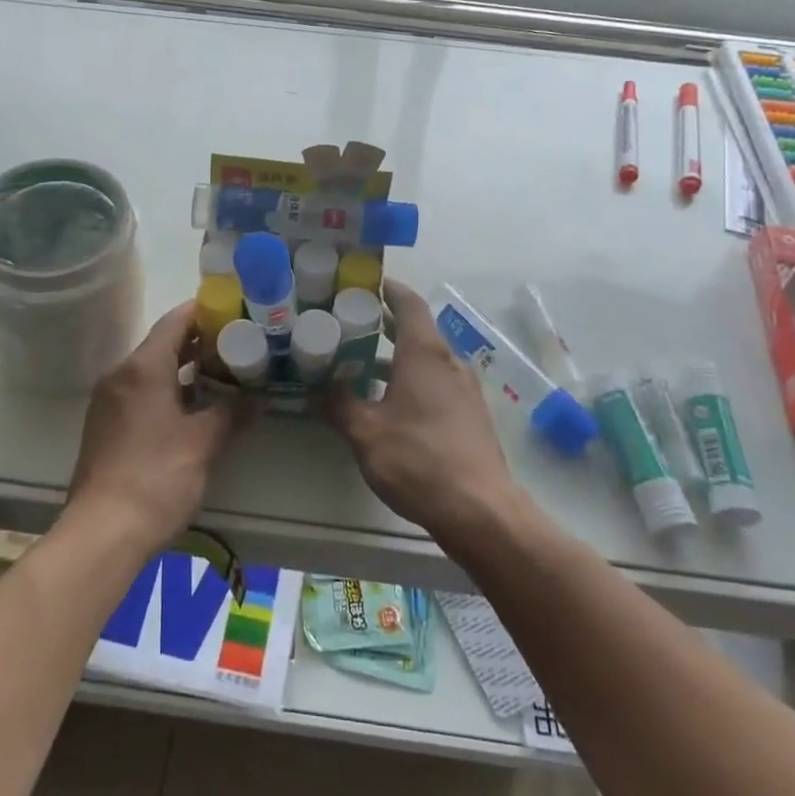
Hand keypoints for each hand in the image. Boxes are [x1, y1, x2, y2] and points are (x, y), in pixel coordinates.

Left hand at [66, 301, 244, 554]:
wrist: (102, 533)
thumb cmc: (156, 477)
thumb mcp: (202, 443)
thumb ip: (231, 413)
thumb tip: (257, 398)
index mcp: (143, 367)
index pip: (175, 321)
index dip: (204, 311)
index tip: (234, 309)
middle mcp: (121, 375)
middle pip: (163, 344)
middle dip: (199, 342)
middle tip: (237, 342)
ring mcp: (109, 402)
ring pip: (151, 370)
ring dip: (184, 369)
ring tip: (222, 373)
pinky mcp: (105, 427)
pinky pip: (140, 393)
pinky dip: (167, 390)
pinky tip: (193, 408)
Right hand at [321, 280, 519, 545]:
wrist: (480, 510)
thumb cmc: (418, 460)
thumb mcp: (366, 433)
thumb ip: (338, 406)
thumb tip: (314, 390)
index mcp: (425, 354)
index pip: (408, 303)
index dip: (388, 289)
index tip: (364, 284)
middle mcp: (449, 362)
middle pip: (418, 329)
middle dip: (385, 324)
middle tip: (350, 325)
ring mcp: (465, 389)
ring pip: (427, 358)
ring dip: (397, 356)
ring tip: (362, 364)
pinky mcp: (471, 414)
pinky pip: (438, 381)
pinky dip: (413, 379)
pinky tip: (391, 402)